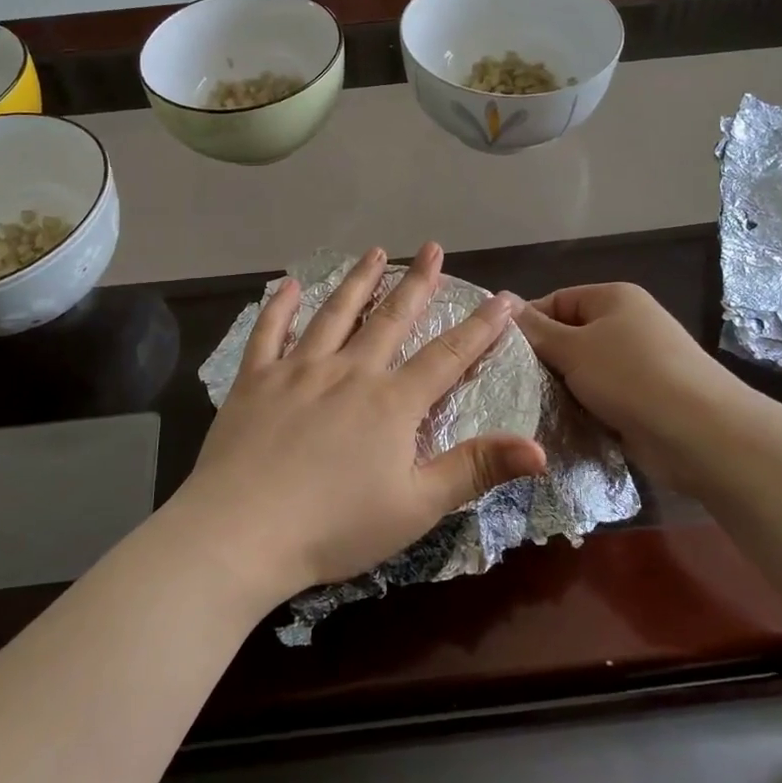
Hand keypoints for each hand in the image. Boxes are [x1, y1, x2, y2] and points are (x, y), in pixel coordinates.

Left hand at [173, 243, 547, 606]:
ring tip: (375, 252)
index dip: (481, 327)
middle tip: (433, 249)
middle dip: (418, 283)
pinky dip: (280, 306)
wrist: (241, 533)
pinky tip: (288, 285)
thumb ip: (476, 469)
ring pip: (334, 314)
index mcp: (391, 403)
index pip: (448, 356)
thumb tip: (540, 449)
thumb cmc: (335, 527)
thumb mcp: (417, 506)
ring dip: (358, 281)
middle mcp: (349, 372)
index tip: (504, 298)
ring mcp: (298, 370)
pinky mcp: (256, 380)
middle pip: (391, 319)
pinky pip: (269, 332)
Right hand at [515, 284, 749, 488]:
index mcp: (614, 298)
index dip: (527, 324)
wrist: (701, 434)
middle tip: (510, 385)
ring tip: (530, 407)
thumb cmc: (631, 377)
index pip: (556, 301)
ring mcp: (638, 363)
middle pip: (569, 336)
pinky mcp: (643, 399)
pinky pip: (601, 397)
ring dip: (561, 389)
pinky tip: (560, 425)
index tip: (499, 354)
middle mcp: (627, 324)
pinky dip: (583, 409)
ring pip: (583, 371)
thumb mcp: (573, 348)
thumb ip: (534, 329)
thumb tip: (501, 299)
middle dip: (543, 361)